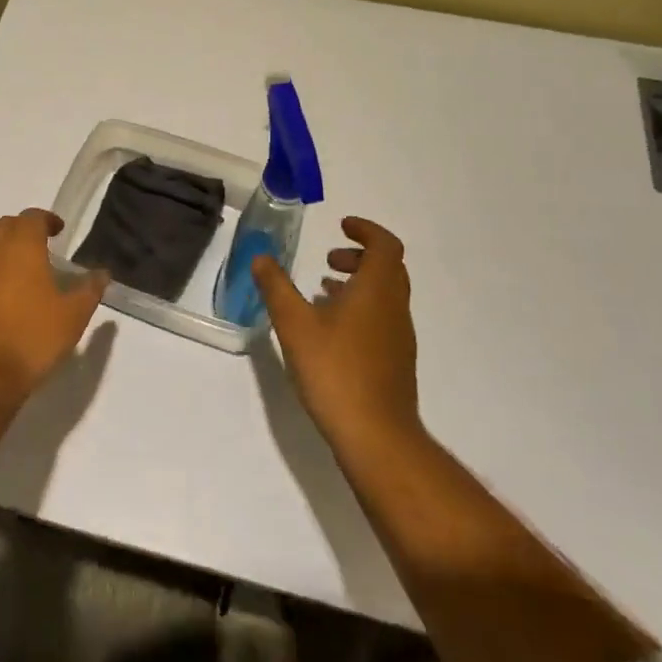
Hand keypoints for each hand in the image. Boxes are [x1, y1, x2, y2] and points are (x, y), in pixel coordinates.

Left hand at [0, 209, 108, 402]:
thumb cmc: (30, 338)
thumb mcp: (72, 317)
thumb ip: (88, 291)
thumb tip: (102, 274)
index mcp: (20, 246)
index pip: (32, 217)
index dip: (46, 220)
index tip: (58, 230)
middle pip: (4, 227)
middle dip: (21, 231)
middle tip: (38, 248)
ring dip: (0, 255)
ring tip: (18, 276)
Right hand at [253, 217, 418, 454]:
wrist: (376, 436)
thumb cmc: (335, 370)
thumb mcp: (294, 324)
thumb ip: (276, 287)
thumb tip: (261, 257)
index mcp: (377, 289)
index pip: (385, 245)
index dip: (366, 230)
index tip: (341, 225)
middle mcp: (395, 307)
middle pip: (387, 268)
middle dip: (358, 256)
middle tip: (327, 260)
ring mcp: (400, 337)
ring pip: (384, 295)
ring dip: (358, 284)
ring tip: (322, 293)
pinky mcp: (396, 361)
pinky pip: (381, 319)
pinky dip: (360, 309)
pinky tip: (330, 331)